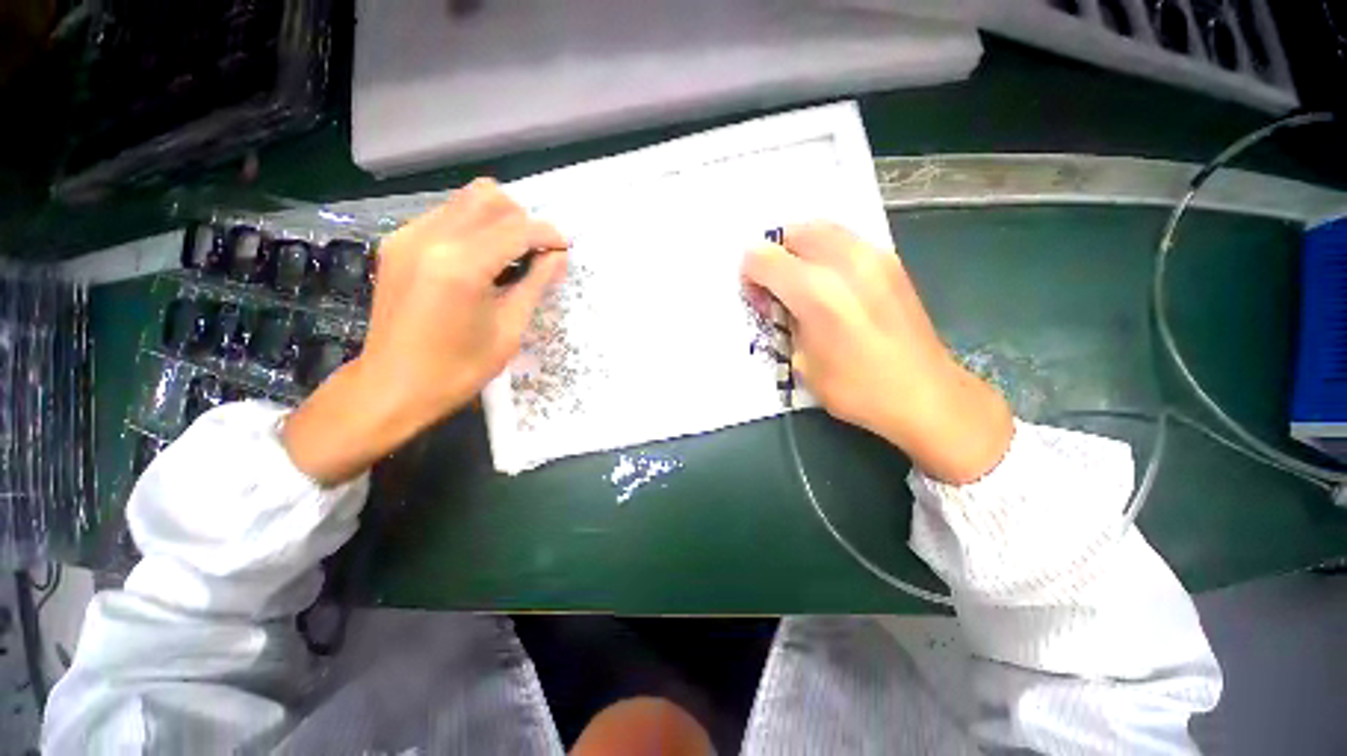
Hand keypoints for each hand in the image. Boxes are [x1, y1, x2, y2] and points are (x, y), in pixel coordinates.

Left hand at [283, 179, 568, 483]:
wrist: (393, 386)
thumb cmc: (459, 369)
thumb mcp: (509, 329)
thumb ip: (535, 285)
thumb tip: (558, 256)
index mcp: (461, 265)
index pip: (517, 229)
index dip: (548, 234)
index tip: (564, 249)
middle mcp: (430, 237)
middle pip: (490, 199)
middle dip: (523, 221)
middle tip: (536, 253)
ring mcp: (408, 236)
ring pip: (465, 200)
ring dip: (498, 219)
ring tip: (511, 254)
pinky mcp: (397, 243)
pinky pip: (445, 216)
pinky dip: (472, 227)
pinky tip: (480, 259)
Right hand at [742, 222, 1011, 483]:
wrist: (925, 394)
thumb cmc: (856, 388)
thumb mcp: (802, 363)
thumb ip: (784, 323)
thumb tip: (781, 303)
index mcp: (814, 292)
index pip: (764, 258)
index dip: (750, 273)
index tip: (757, 297)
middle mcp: (843, 263)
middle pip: (794, 232)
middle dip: (775, 253)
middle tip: (776, 285)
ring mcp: (873, 257)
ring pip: (822, 227)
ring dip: (801, 247)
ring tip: (801, 280)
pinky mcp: (891, 262)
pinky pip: (846, 239)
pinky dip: (827, 251)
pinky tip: (831, 282)